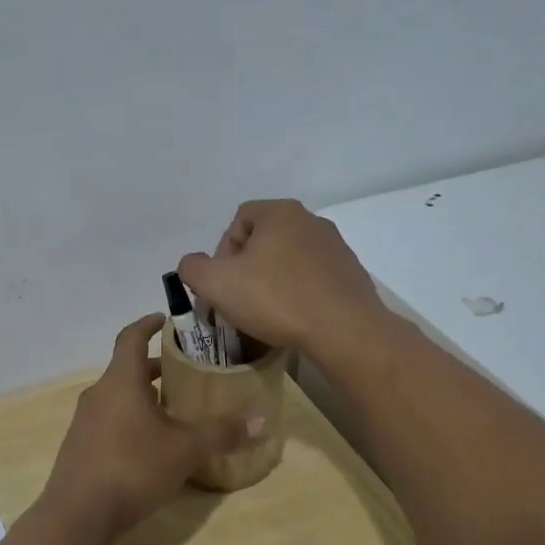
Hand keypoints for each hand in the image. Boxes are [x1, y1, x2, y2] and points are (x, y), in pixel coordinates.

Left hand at [43, 314, 254, 535]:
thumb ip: (221, 433)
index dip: (148, 324)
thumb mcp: (184, 450)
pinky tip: (151, 445)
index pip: (130, 337)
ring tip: (174, 410)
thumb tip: (262, 421)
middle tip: (185, 372)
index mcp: (120, 381)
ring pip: (118, 397)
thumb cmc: (132, 467)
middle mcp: (99, 394)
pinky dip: (131, 420)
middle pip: (127, 369)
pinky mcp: (80, 448)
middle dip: (155, 368)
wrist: (78, 516)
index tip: (165, 319)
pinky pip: (109, 421)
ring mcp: (85, 422)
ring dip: (143, 396)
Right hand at [176, 199, 386, 361]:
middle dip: (246, 270)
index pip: (238, 220)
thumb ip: (193, 268)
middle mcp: (311, 221)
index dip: (222, 253)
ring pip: (289, 261)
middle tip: (239, 301)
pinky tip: (294, 319)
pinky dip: (298, 294)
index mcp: (280, 213)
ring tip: (265, 315)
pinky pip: (312, 279)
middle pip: (264, 241)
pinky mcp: (351, 274)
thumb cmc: (276, 299)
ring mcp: (336, 247)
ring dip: (272, 283)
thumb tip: (194, 266)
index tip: (222, 284)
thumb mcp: (215, 284)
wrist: (345, 331)